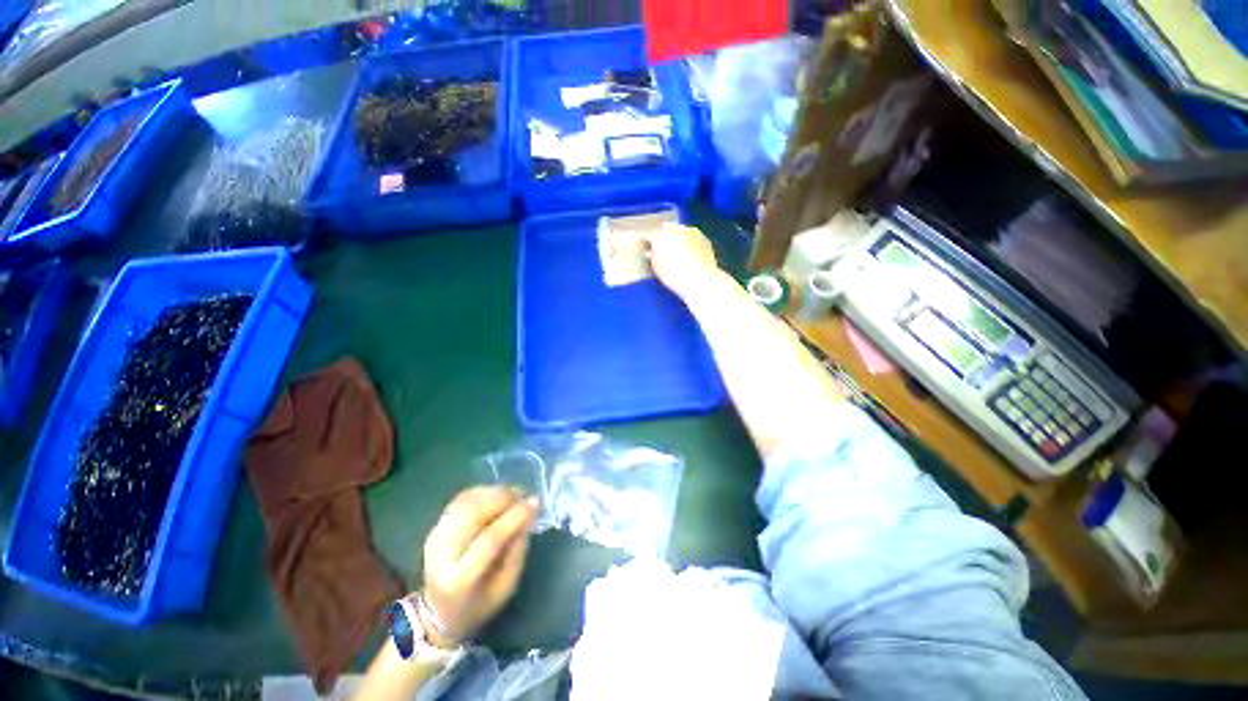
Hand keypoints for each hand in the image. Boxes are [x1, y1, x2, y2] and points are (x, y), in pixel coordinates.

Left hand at [420, 487, 539, 647]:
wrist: (438, 613)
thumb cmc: (479, 605)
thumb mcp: (506, 587)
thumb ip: (518, 551)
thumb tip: (528, 515)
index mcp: (459, 580)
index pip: (489, 540)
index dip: (514, 517)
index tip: (536, 503)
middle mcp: (441, 555)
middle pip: (473, 513)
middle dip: (504, 498)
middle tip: (525, 495)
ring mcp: (435, 538)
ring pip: (467, 502)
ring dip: (494, 492)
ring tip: (514, 495)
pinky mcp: (435, 527)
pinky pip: (461, 500)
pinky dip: (483, 492)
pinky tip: (497, 496)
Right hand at [645, 223, 720, 299]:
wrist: (700, 281)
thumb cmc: (674, 276)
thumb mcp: (657, 268)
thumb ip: (652, 257)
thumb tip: (649, 252)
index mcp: (660, 235)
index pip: (649, 233)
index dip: (646, 240)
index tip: (645, 246)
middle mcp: (675, 229)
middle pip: (666, 228)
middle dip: (663, 235)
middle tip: (661, 248)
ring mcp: (691, 232)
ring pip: (680, 231)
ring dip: (677, 238)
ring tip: (677, 252)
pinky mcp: (704, 238)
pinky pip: (692, 238)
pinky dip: (689, 243)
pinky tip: (689, 255)